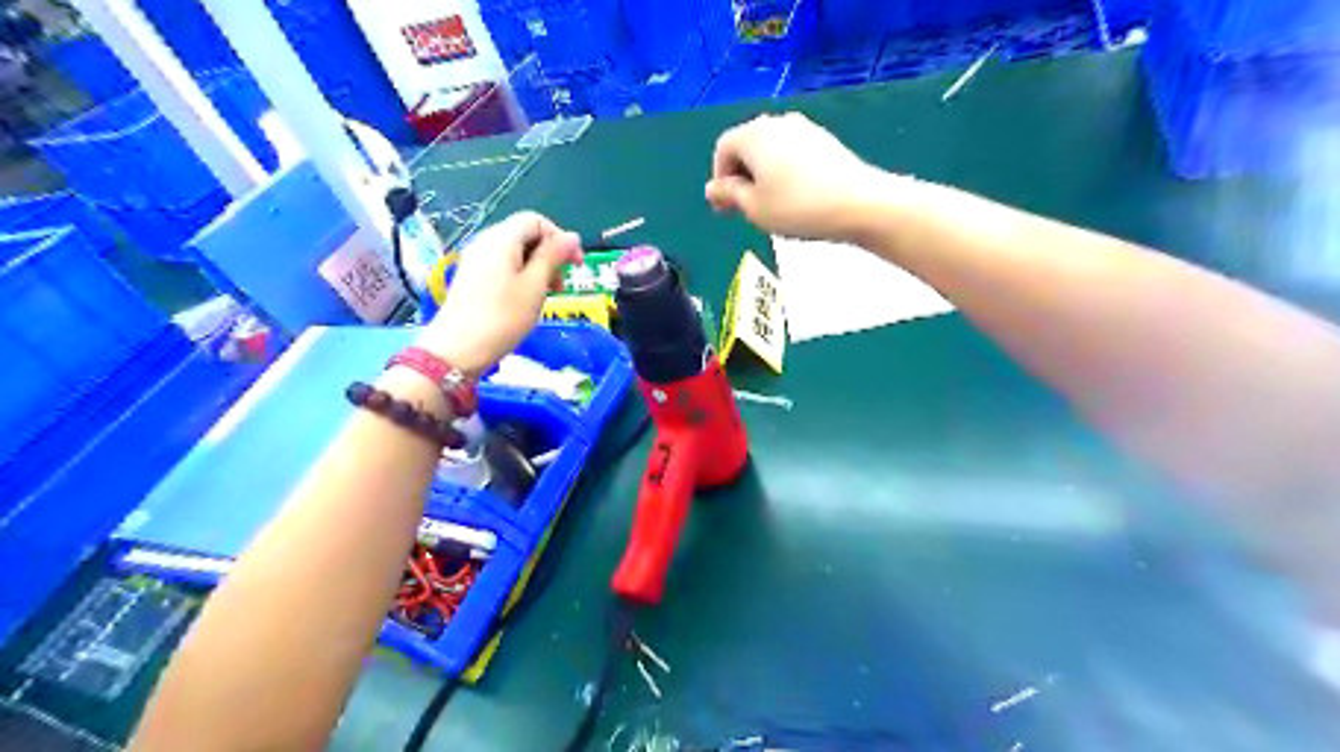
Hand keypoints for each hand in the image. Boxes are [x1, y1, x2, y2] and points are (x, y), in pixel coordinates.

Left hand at [416, 211, 581, 368]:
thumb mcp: (535, 286)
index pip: (536, 221)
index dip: (560, 238)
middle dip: (549, 254)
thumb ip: (553, 257)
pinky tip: (526, 300)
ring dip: (537, 268)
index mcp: (502, 239)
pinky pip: (503, 266)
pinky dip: (522, 276)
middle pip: (525, 235)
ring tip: (546, 295)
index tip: (575, 265)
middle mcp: (486, 242)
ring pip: (515, 252)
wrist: (458, 350)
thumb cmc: (502, 317)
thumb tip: (572, 237)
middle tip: (561, 285)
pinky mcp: (473, 277)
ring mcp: (476, 259)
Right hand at [703, 113, 887, 240]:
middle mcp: (776, 122)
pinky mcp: (824, 139)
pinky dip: (784, 170)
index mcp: (753, 135)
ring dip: (762, 173)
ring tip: (770, 204)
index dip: (719, 178)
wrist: (858, 203)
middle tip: (745, 208)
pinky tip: (795, 196)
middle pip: (747, 145)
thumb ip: (729, 195)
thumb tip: (712, 188)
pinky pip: (791, 152)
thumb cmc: (797, 207)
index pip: (723, 149)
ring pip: (770, 149)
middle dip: (740, 175)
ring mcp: (803, 128)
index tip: (725, 208)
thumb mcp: (754, 208)